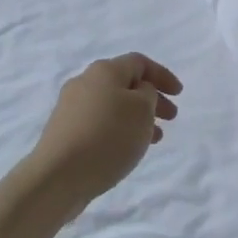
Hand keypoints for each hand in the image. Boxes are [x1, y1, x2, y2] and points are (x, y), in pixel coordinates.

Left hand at [26, 53, 182, 205]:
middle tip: (171, 118)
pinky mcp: (64, 132)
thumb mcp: (142, 110)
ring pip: (113, 105)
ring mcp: (71, 108)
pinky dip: (119, 130)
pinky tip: (127, 148)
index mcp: (104, 70)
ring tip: (154, 138)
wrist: (58, 175)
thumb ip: (148, 94)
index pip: (139, 62)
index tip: (180, 94)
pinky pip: (100, 123)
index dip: (162, 75)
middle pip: (125, 84)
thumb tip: (138, 92)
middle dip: (152, 98)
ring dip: (137, 117)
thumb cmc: (108, 136)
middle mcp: (85, 82)